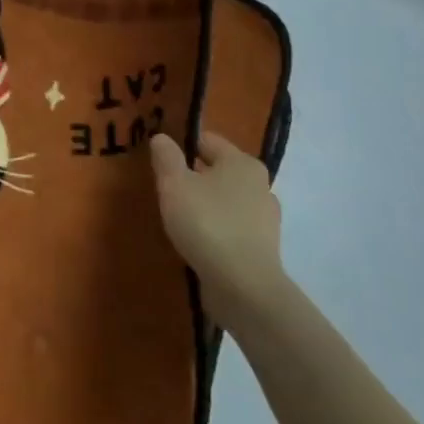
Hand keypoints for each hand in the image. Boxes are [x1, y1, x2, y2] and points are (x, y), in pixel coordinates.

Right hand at [149, 131, 284, 328]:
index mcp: (242, 162)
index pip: (206, 140)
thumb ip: (166, 157)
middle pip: (217, 170)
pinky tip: (197, 239)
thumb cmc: (206, 223)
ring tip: (178, 216)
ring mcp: (265, 217)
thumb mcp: (174, 184)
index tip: (159, 160)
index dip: (180, 145)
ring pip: (225, 199)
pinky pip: (232, 225)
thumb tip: (162, 138)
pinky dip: (215, 227)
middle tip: (165, 189)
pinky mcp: (262, 246)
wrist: (243, 286)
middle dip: (193, 176)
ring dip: (205, 203)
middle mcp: (260, 184)